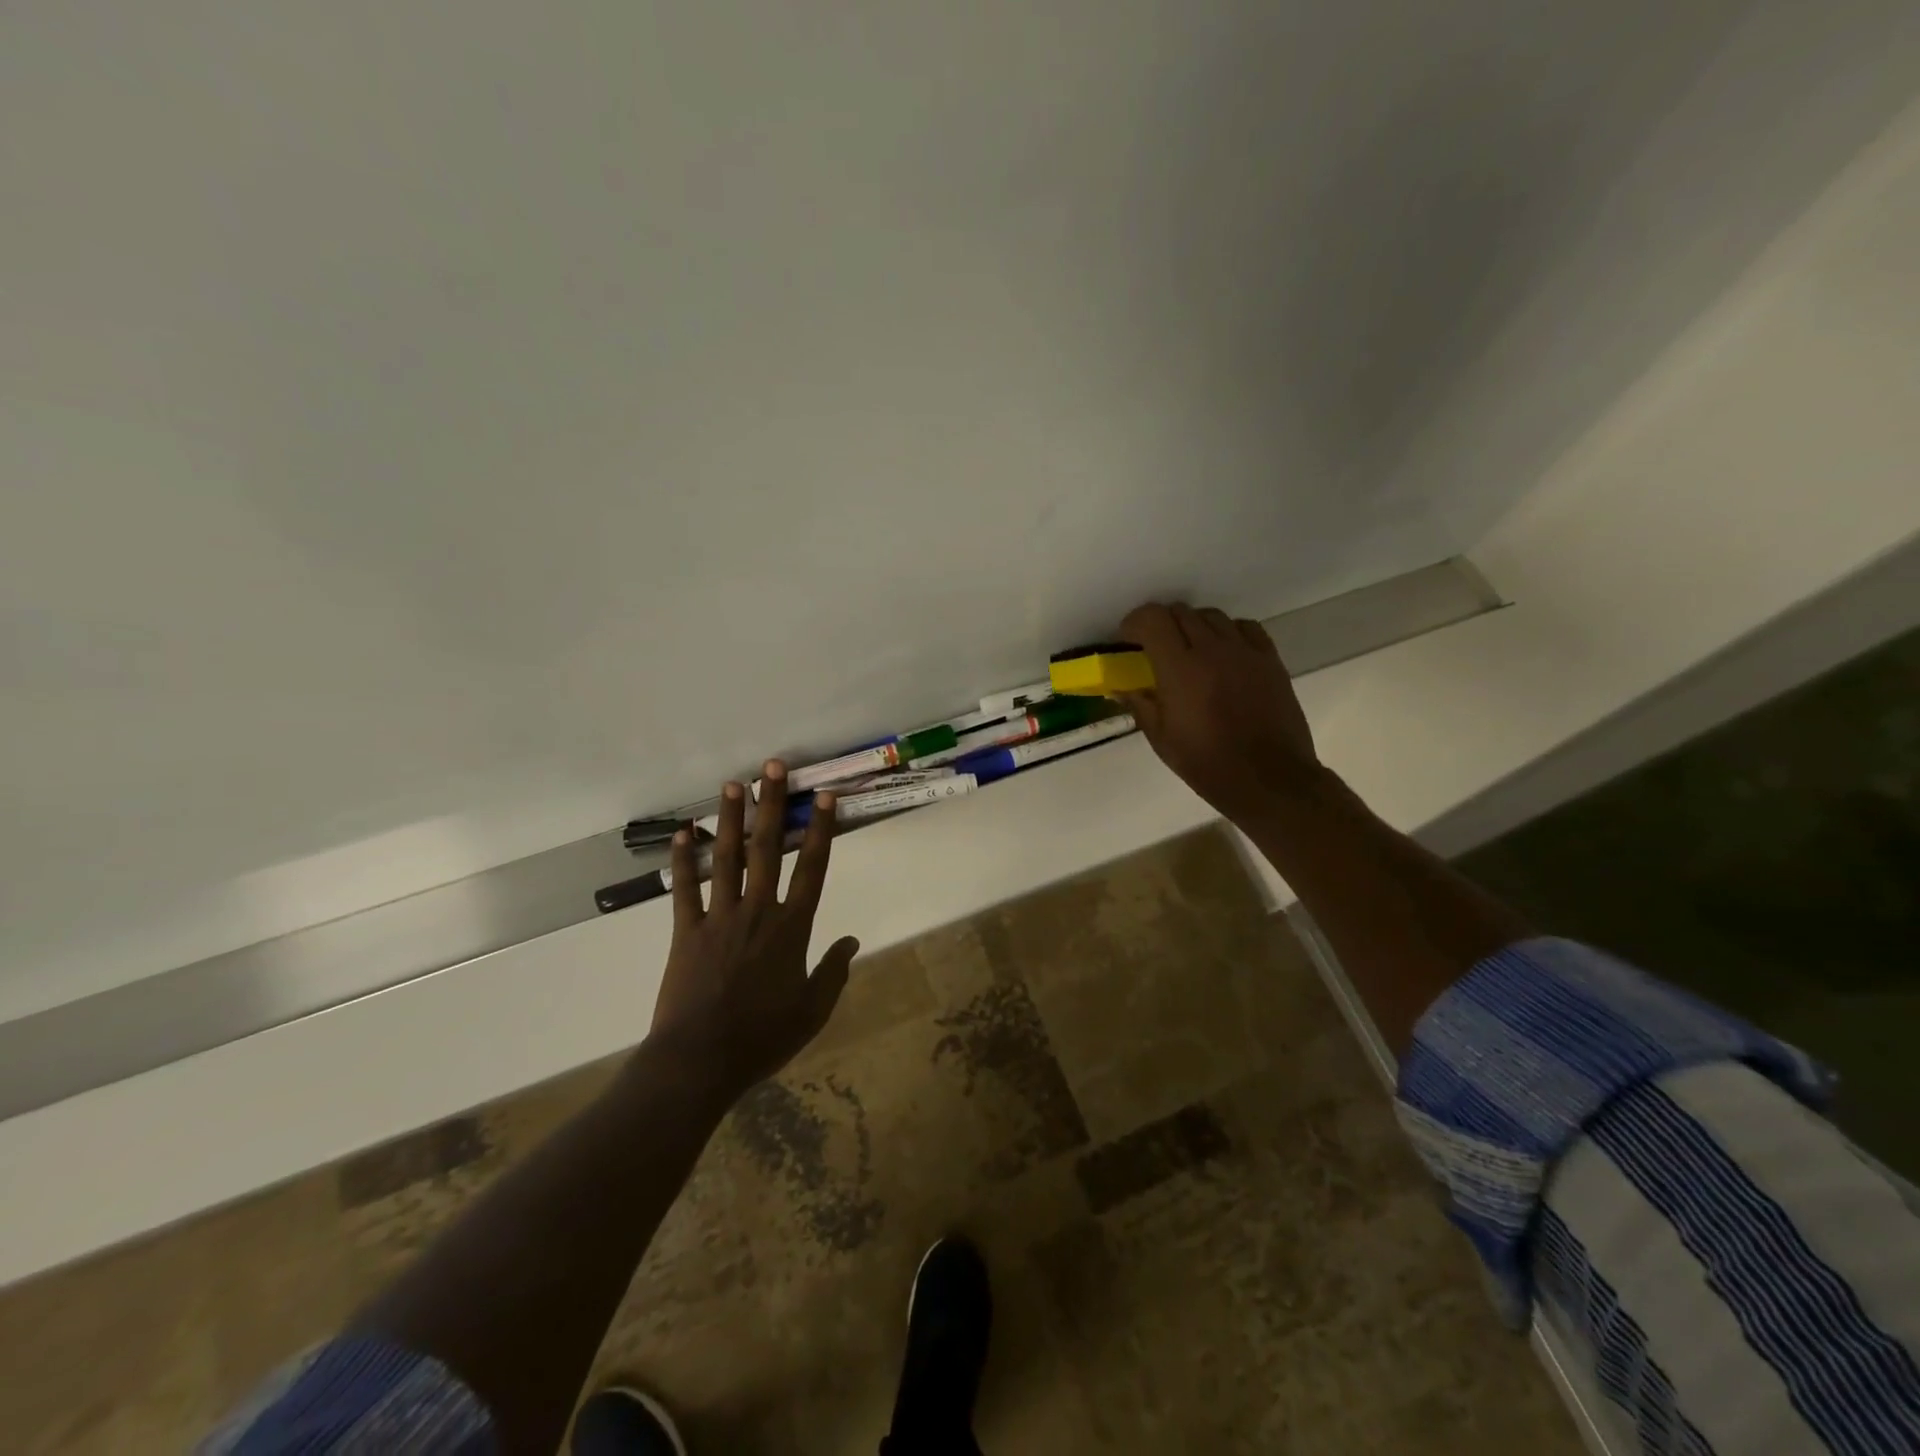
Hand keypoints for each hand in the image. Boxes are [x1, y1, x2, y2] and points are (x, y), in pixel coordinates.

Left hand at [647, 761, 857, 1100]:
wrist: (699, 1061)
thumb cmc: (762, 1038)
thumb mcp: (812, 1011)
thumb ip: (833, 972)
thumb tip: (852, 941)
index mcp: (791, 929)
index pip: (811, 869)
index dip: (819, 830)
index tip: (823, 796)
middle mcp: (757, 912)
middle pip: (766, 849)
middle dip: (771, 805)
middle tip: (773, 767)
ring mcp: (718, 918)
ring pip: (725, 858)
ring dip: (729, 819)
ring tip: (732, 784)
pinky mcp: (685, 932)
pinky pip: (684, 889)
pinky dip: (682, 860)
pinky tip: (682, 833)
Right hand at [1118, 602, 1320, 822]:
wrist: (1269, 779)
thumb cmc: (1207, 764)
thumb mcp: (1161, 739)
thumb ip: (1140, 704)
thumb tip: (1120, 687)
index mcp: (1180, 669)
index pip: (1152, 619)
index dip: (1134, 623)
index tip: (1128, 641)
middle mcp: (1212, 649)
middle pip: (1181, 612)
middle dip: (1161, 624)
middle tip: (1155, 649)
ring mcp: (1245, 652)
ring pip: (1212, 616)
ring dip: (1194, 626)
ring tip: (1190, 651)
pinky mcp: (1270, 659)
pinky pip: (1245, 628)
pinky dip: (1228, 632)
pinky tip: (1224, 654)